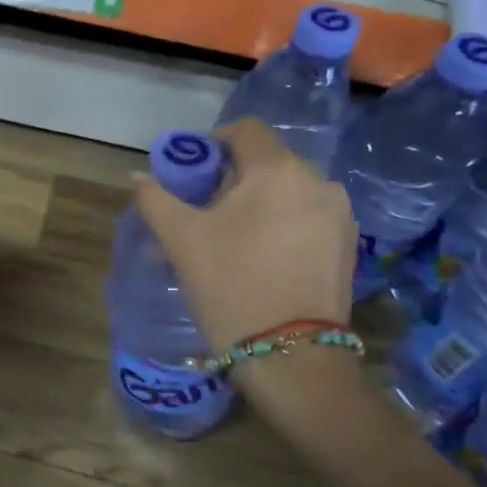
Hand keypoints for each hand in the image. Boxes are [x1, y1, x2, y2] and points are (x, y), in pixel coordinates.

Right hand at [133, 117, 356, 353]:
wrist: (290, 355)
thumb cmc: (230, 285)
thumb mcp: (181, 240)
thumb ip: (155, 199)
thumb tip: (139, 176)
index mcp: (277, 170)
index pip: (246, 130)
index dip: (213, 142)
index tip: (193, 174)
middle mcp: (317, 181)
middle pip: (267, 161)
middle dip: (232, 179)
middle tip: (204, 214)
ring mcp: (338, 214)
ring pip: (288, 191)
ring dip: (257, 203)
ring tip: (232, 241)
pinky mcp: (347, 245)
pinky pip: (306, 216)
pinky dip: (281, 224)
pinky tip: (262, 258)